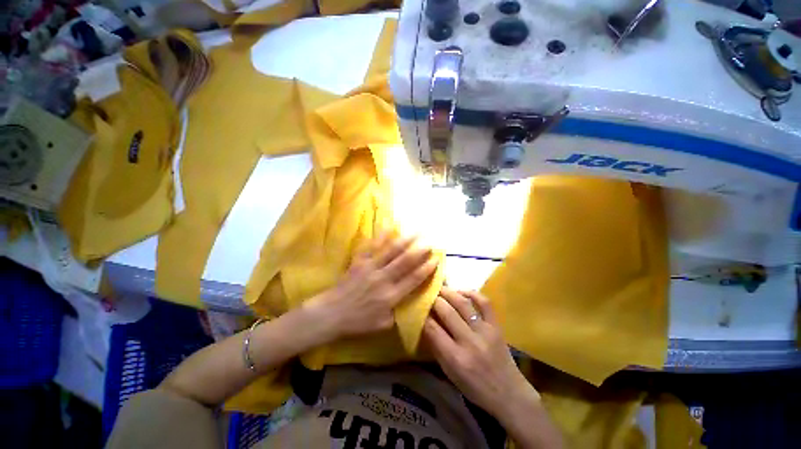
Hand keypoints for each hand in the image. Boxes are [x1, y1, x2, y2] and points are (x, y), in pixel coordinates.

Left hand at [308, 233, 438, 338]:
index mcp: (391, 296)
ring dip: (405, 241)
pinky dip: (381, 236)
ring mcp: (371, 268)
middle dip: (419, 251)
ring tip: (415, 232)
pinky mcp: (360, 261)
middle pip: (405, 262)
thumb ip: (397, 313)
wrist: (332, 313)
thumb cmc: (358, 321)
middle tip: (429, 243)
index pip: (413, 279)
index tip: (435, 259)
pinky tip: (389, 227)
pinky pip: (372, 246)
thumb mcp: (382, 325)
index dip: (426, 269)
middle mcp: (383, 279)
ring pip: (391, 251)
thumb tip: (408, 302)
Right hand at [422, 288, 538, 418]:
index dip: (423, 315)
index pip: (433, 328)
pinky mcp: (497, 326)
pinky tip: (461, 291)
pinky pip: (485, 303)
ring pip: (463, 304)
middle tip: (427, 293)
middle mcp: (469, 342)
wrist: (509, 394)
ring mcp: (485, 331)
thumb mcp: (449, 373)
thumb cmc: (475, 387)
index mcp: (455, 358)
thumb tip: (425, 323)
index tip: (418, 307)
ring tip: (440, 288)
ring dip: (449, 293)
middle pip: (447, 312)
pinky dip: (472, 293)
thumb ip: (436, 347)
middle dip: (434, 300)